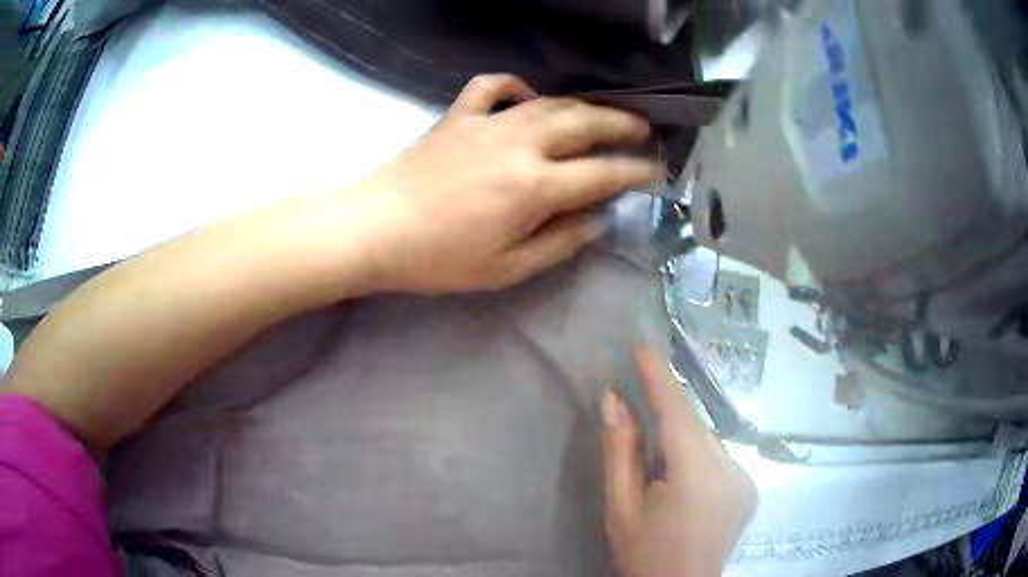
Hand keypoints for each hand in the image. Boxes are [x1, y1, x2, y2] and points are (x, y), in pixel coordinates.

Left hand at [356, 74, 659, 293]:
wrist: (375, 228)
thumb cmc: (440, 258)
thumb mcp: (507, 269)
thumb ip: (560, 242)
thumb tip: (597, 220)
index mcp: (535, 187)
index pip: (601, 174)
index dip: (634, 172)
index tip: (655, 170)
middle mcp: (520, 144)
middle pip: (584, 124)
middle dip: (621, 125)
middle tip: (644, 128)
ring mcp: (488, 123)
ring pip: (549, 102)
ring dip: (584, 105)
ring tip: (606, 110)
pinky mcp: (458, 115)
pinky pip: (492, 87)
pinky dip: (516, 85)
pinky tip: (528, 95)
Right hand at [602, 348, 756, 576]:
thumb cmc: (644, 553)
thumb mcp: (620, 508)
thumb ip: (619, 452)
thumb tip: (613, 400)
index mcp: (696, 476)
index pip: (678, 413)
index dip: (659, 378)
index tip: (643, 347)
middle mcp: (730, 470)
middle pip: (695, 427)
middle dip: (667, 419)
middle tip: (638, 429)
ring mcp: (746, 479)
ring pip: (708, 442)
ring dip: (683, 443)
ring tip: (661, 475)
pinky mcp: (751, 489)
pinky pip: (720, 458)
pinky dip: (698, 459)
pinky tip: (684, 488)